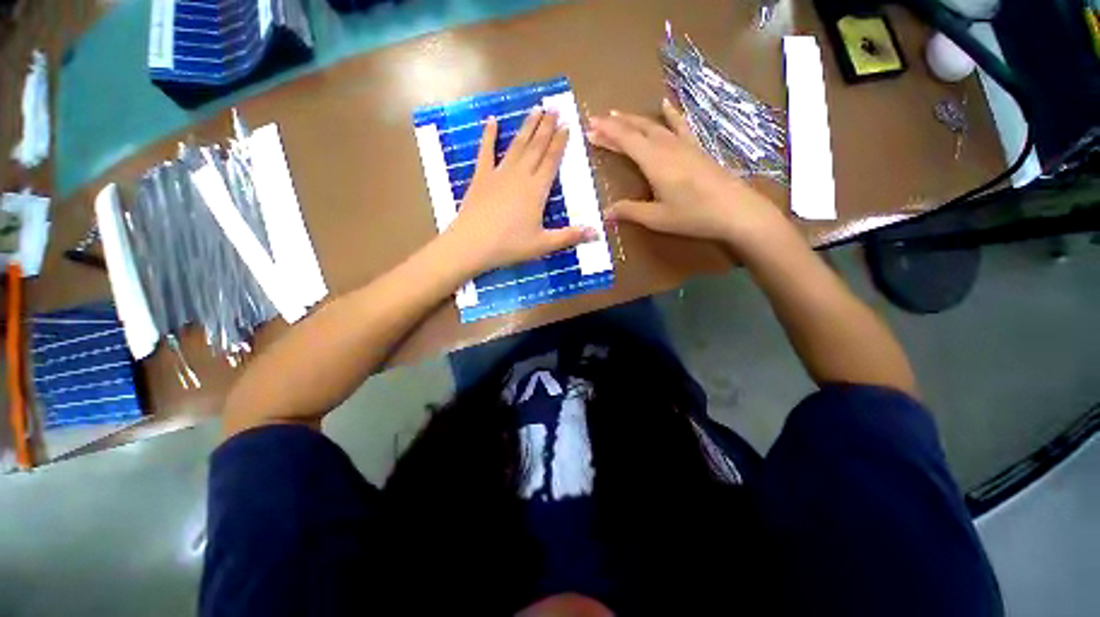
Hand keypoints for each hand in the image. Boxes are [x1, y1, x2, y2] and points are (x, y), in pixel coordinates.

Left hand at [442, 109, 595, 276]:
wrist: (472, 244)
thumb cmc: (510, 245)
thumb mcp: (544, 244)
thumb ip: (570, 236)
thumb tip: (598, 233)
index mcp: (537, 190)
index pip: (552, 160)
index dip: (560, 142)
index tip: (567, 124)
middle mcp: (520, 175)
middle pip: (536, 147)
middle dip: (547, 127)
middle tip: (555, 108)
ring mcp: (499, 173)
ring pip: (517, 145)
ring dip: (527, 127)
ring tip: (536, 109)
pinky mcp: (481, 177)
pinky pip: (486, 152)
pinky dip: (489, 135)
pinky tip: (492, 121)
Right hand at [587, 99, 787, 250]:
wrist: (736, 210)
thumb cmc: (693, 215)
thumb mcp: (657, 218)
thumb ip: (629, 212)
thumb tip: (605, 213)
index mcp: (655, 162)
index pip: (626, 141)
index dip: (607, 133)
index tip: (589, 127)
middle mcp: (667, 147)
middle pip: (637, 129)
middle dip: (614, 125)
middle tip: (595, 121)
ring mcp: (684, 145)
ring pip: (654, 125)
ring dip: (634, 119)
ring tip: (617, 114)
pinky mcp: (696, 148)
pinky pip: (680, 125)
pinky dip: (670, 114)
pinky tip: (665, 104)